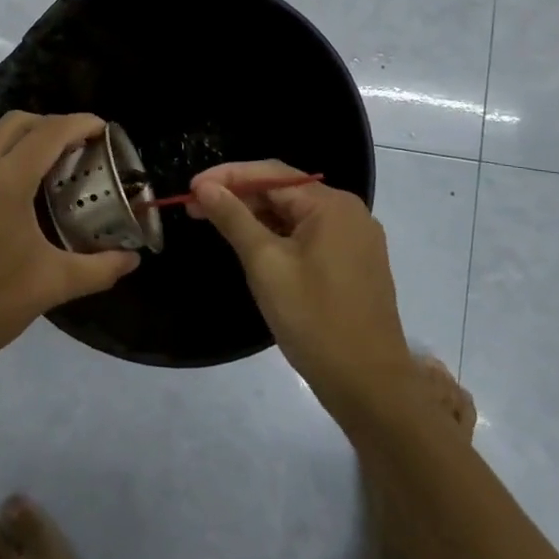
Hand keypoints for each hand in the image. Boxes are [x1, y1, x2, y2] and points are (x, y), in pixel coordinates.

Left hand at [0, 112, 139, 391]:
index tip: (106, 130)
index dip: (81, 124)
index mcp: (4, 180)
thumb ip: (97, 268)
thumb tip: (131, 260)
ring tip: (59, 170)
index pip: (49, 132)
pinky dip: (8, 160)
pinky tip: (26, 197)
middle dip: (53, 125)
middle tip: (83, 147)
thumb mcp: (50, 286)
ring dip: (28, 141)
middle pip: (19, 123)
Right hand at [189, 161, 413, 411]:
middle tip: (194, 209)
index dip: (227, 176)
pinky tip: (251, 245)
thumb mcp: (265, 264)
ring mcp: (356, 239)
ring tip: (215, 223)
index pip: (270, 174)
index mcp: (331, 205)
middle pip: (284, 191)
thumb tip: (205, 186)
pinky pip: (309, 235)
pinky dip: (277, 235)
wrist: (369, 384)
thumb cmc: (313, 319)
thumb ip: (234, 218)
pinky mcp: (354, 263)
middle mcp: (348, 212)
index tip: (190, 189)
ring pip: (295, 215)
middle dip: (238, 196)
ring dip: (255, 216)